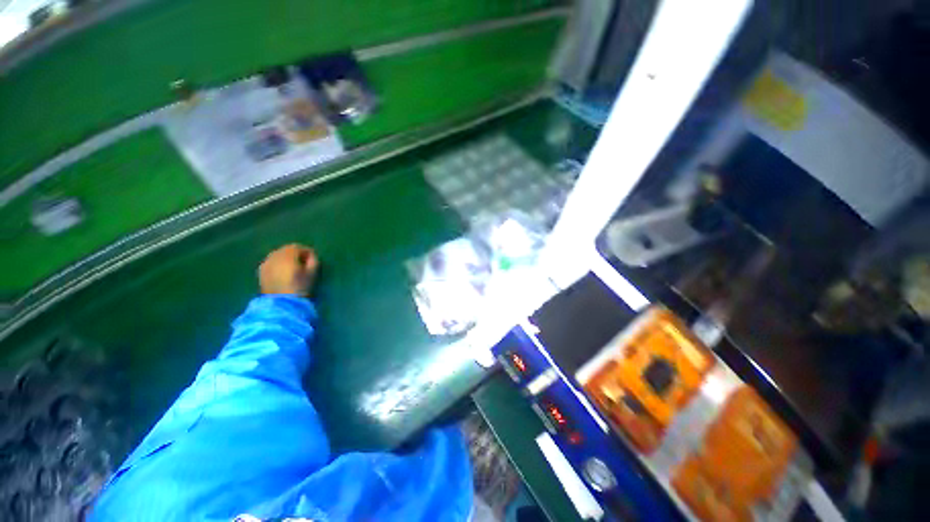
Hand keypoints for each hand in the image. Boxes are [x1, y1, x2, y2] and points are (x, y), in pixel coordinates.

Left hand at [259, 244, 318, 295]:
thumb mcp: (312, 273)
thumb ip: (313, 261)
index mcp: (288, 255)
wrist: (282, 302)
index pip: (298, 247)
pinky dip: (278, 263)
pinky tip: (282, 272)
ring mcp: (266, 263)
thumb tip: (311, 256)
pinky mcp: (261, 271)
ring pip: (277, 255)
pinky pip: (271, 262)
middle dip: (296, 254)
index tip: (313, 259)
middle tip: (303, 262)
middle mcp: (274, 256)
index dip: (307, 251)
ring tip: (293, 267)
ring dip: (286, 258)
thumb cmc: (300, 287)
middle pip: (286, 249)